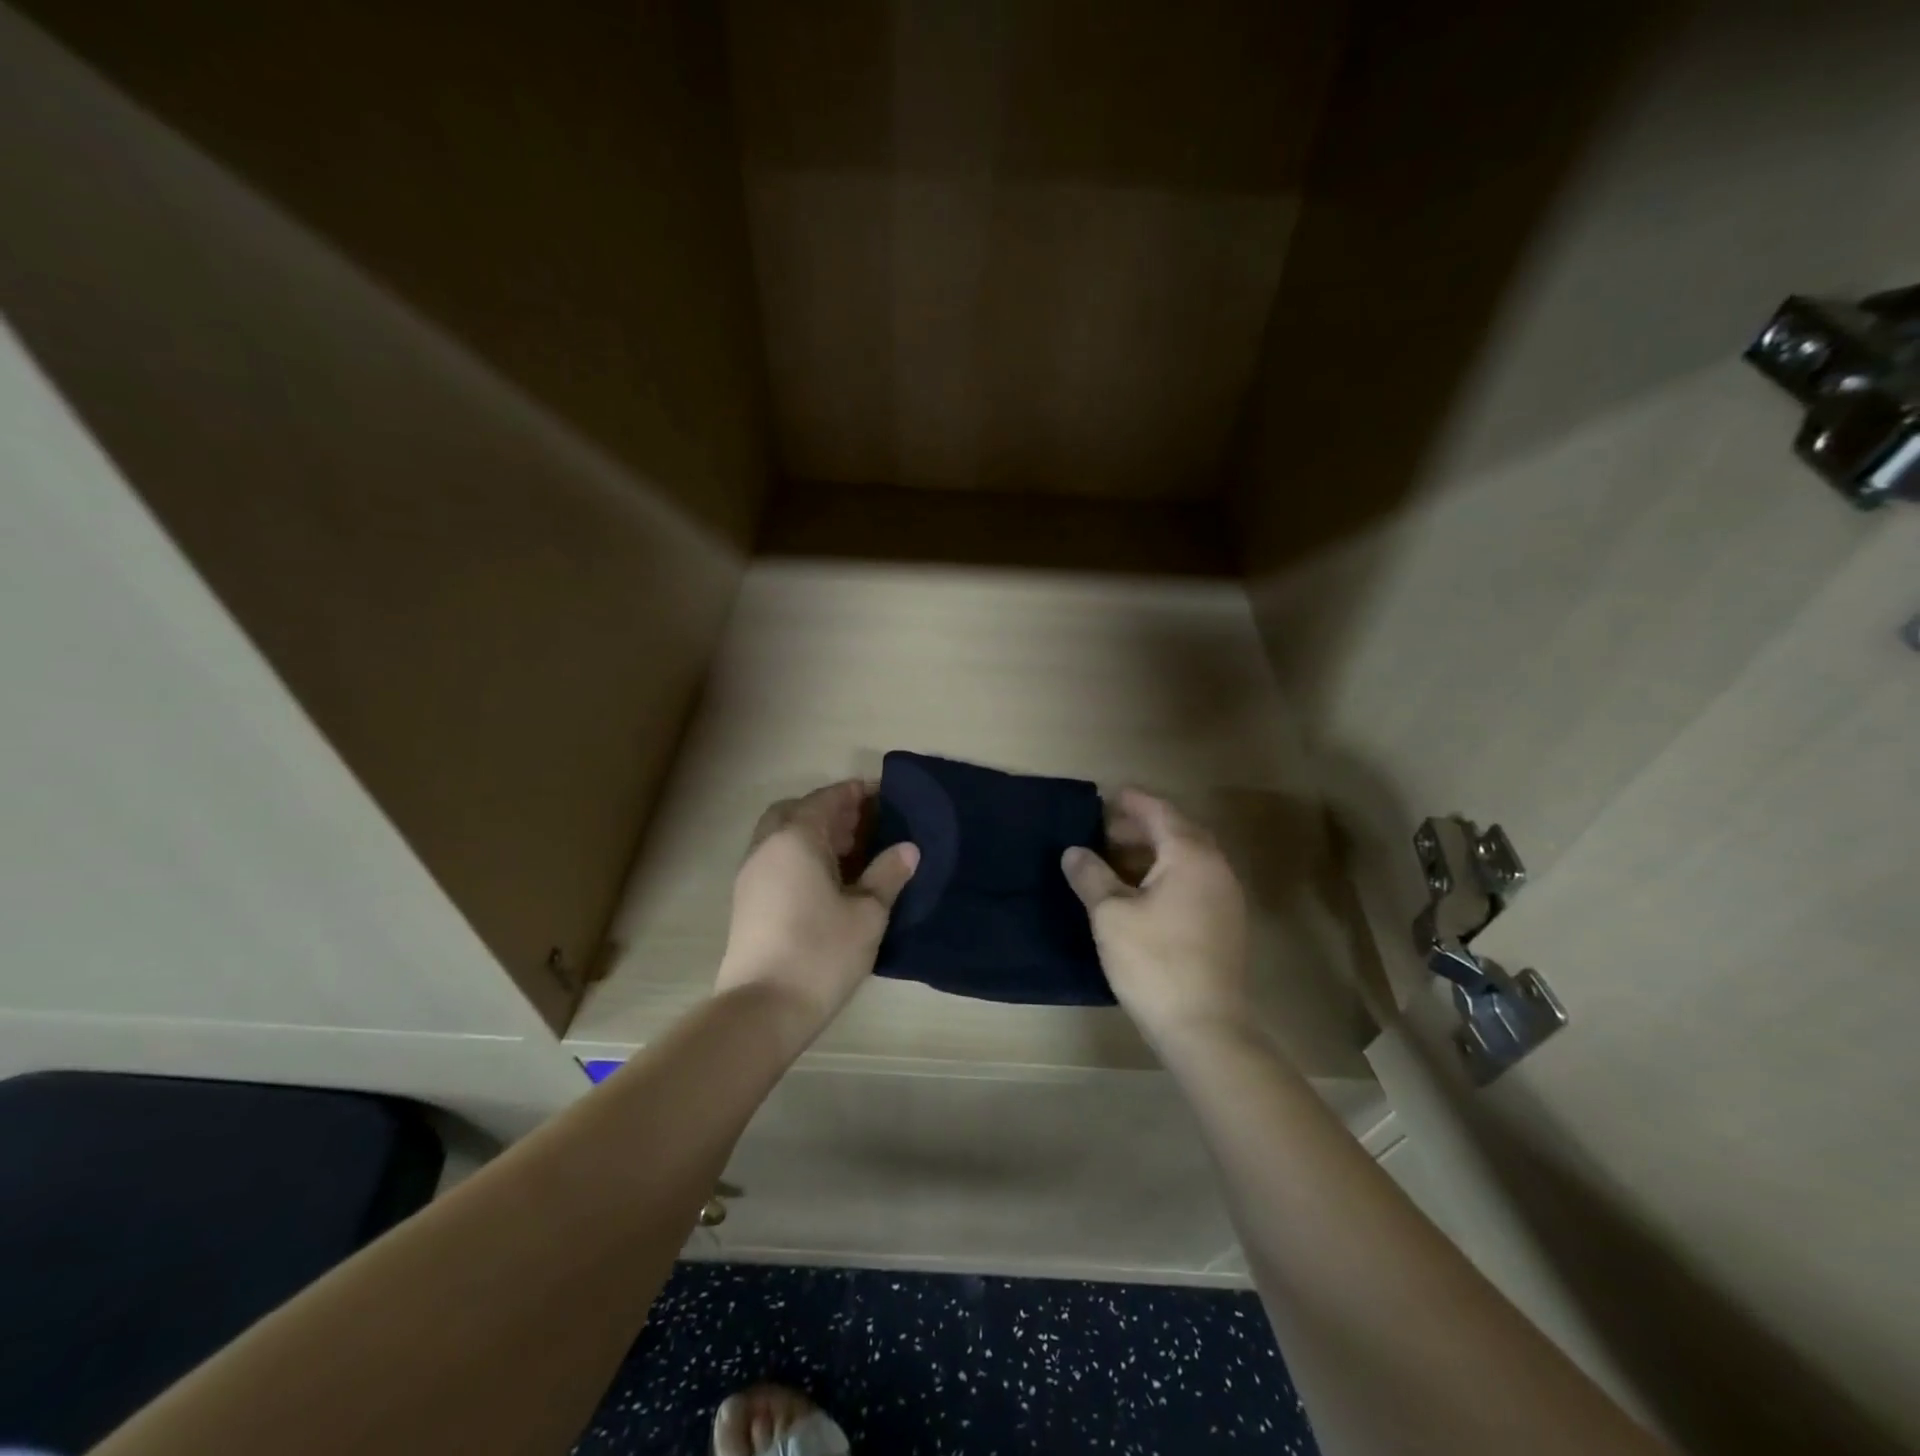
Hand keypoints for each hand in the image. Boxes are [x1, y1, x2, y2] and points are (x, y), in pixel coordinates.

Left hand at [714, 781, 918, 1037]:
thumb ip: (888, 875)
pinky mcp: (746, 901)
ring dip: (813, 833)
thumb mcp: (867, 913)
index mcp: (796, 838)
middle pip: (798, 811)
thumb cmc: (821, 952)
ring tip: (852, 853)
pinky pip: (776, 859)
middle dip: (830, 811)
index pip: (828, 799)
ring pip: (782, 836)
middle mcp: (768, 847)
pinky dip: (800, 856)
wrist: (762, 1009)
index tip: (883, 793)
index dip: (856, 793)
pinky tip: (827, 881)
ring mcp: (751, 874)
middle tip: (864, 825)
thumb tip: (908, 849)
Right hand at [1061, 788, 1250, 1050]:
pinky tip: (1141, 894)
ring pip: (1187, 859)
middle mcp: (1215, 868)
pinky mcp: (1225, 924)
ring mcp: (1226, 897)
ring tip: (1117, 861)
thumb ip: (1091, 876)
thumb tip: (1074, 851)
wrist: (1204, 1027)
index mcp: (1190, 855)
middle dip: (1142, 827)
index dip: (1132, 802)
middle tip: (1105, 831)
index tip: (1106, 796)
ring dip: (1154, 853)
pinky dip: (1167, 875)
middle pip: (1178, 832)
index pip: (1160, 812)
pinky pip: (1194, 882)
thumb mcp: (1110, 914)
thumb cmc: (1154, 961)